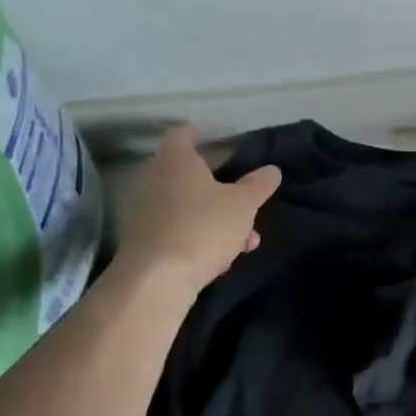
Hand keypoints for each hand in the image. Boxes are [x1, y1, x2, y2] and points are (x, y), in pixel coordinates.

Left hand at [113, 126, 281, 294]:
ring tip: (246, 235)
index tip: (212, 137)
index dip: (198, 134)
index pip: (182, 135)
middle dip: (215, 182)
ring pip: (185, 205)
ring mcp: (145, 212)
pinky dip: (199, 234)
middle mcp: (154, 180)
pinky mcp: (143, 242)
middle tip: (240, 189)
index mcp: (176, 161)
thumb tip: (272, 170)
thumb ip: (258, 185)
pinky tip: (224, 255)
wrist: (156, 280)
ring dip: (214, 215)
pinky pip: (177, 229)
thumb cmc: (202, 227)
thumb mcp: (243, 205)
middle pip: (185, 172)